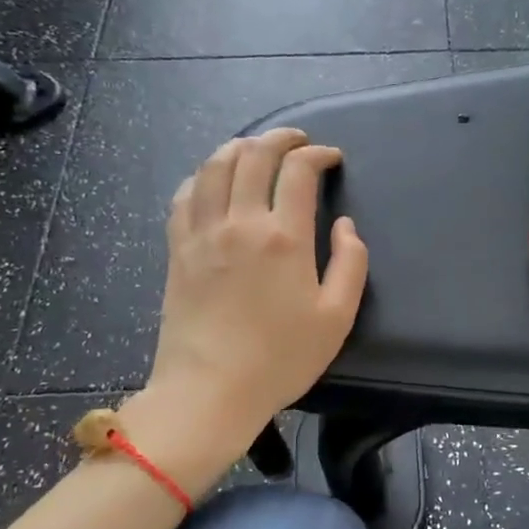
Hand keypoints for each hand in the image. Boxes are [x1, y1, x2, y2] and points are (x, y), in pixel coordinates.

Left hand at [125, 129, 367, 483]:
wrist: (210, 391)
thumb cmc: (281, 359)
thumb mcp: (337, 317)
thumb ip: (351, 263)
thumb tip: (344, 224)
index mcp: (284, 237)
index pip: (298, 171)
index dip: (317, 154)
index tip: (331, 159)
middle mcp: (240, 222)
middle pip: (254, 155)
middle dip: (280, 138)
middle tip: (298, 141)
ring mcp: (202, 233)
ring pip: (214, 166)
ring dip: (239, 147)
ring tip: (256, 149)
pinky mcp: (178, 249)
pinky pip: (185, 194)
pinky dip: (202, 175)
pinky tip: (213, 180)